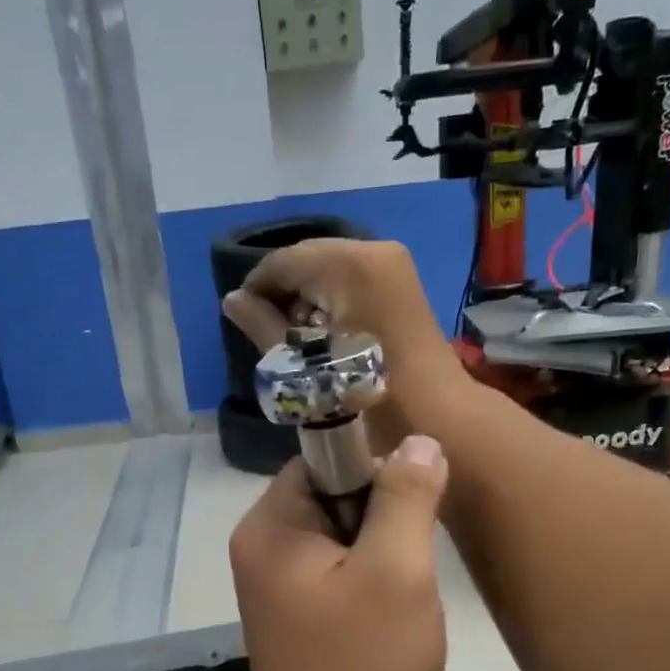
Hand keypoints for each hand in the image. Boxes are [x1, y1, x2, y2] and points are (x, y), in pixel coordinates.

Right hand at [222, 239, 458, 387]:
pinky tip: (322, 335)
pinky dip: (331, 302)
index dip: (257, 286)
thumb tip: (233, 301)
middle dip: (283, 292)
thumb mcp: (303, 364)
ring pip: (330, 271)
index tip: (239, 316)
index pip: (284, 261)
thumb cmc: (364, 396)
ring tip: (292, 338)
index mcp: (350, 265)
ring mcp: (393, 266)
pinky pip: (352, 281)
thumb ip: (263, 326)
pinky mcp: (402, 285)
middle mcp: (374, 252)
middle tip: (264, 330)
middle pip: (308, 260)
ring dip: (307, 298)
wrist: (436, 418)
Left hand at [229, 441, 450, 670]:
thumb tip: (417, 440)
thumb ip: (406, 497)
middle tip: (420, 550)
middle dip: (382, 511)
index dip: (375, 465)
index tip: (419, 497)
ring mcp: (276, 587)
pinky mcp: (297, 618)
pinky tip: (396, 610)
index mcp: (268, 526)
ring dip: (383, 548)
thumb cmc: (363, 670)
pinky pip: (338, 573)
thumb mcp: (396, 572)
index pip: (322, 457)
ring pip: (341, 535)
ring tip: (412, 583)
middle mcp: (261, 549)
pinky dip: (372, 579)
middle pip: (332, 494)